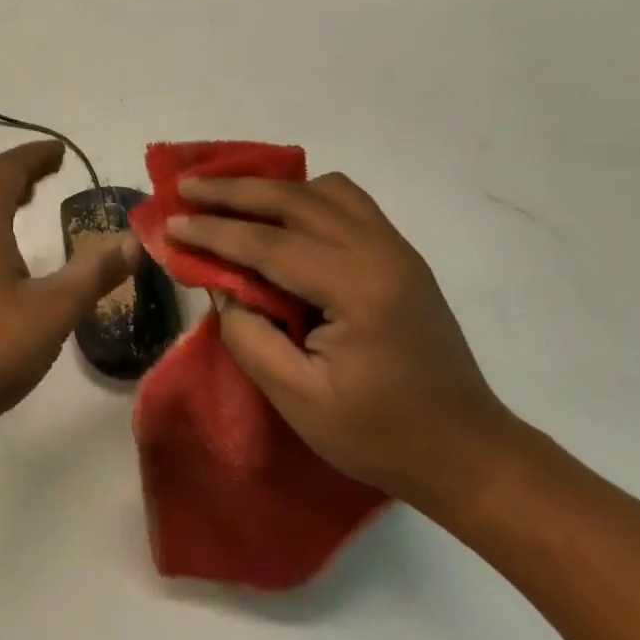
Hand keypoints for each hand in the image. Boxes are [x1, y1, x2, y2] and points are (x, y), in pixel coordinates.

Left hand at [0, 141, 138, 444]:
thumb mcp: (52, 312)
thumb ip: (93, 274)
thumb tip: (132, 240)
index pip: (8, 169)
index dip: (36, 155)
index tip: (61, 151)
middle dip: (20, 172)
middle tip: (50, 170)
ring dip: (1, 198)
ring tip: (28, 200)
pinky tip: (2, 256)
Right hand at [169, 173, 516, 511]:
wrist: (468, 452)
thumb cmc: (380, 436)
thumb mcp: (299, 401)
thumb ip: (250, 337)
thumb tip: (222, 287)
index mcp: (357, 288)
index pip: (268, 243)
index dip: (213, 232)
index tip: (170, 224)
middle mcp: (379, 251)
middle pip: (293, 199)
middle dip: (232, 190)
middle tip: (186, 187)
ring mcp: (395, 247)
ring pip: (323, 189)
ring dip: (271, 188)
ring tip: (231, 199)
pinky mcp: (400, 253)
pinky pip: (347, 201)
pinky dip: (306, 196)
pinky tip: (284, 216)